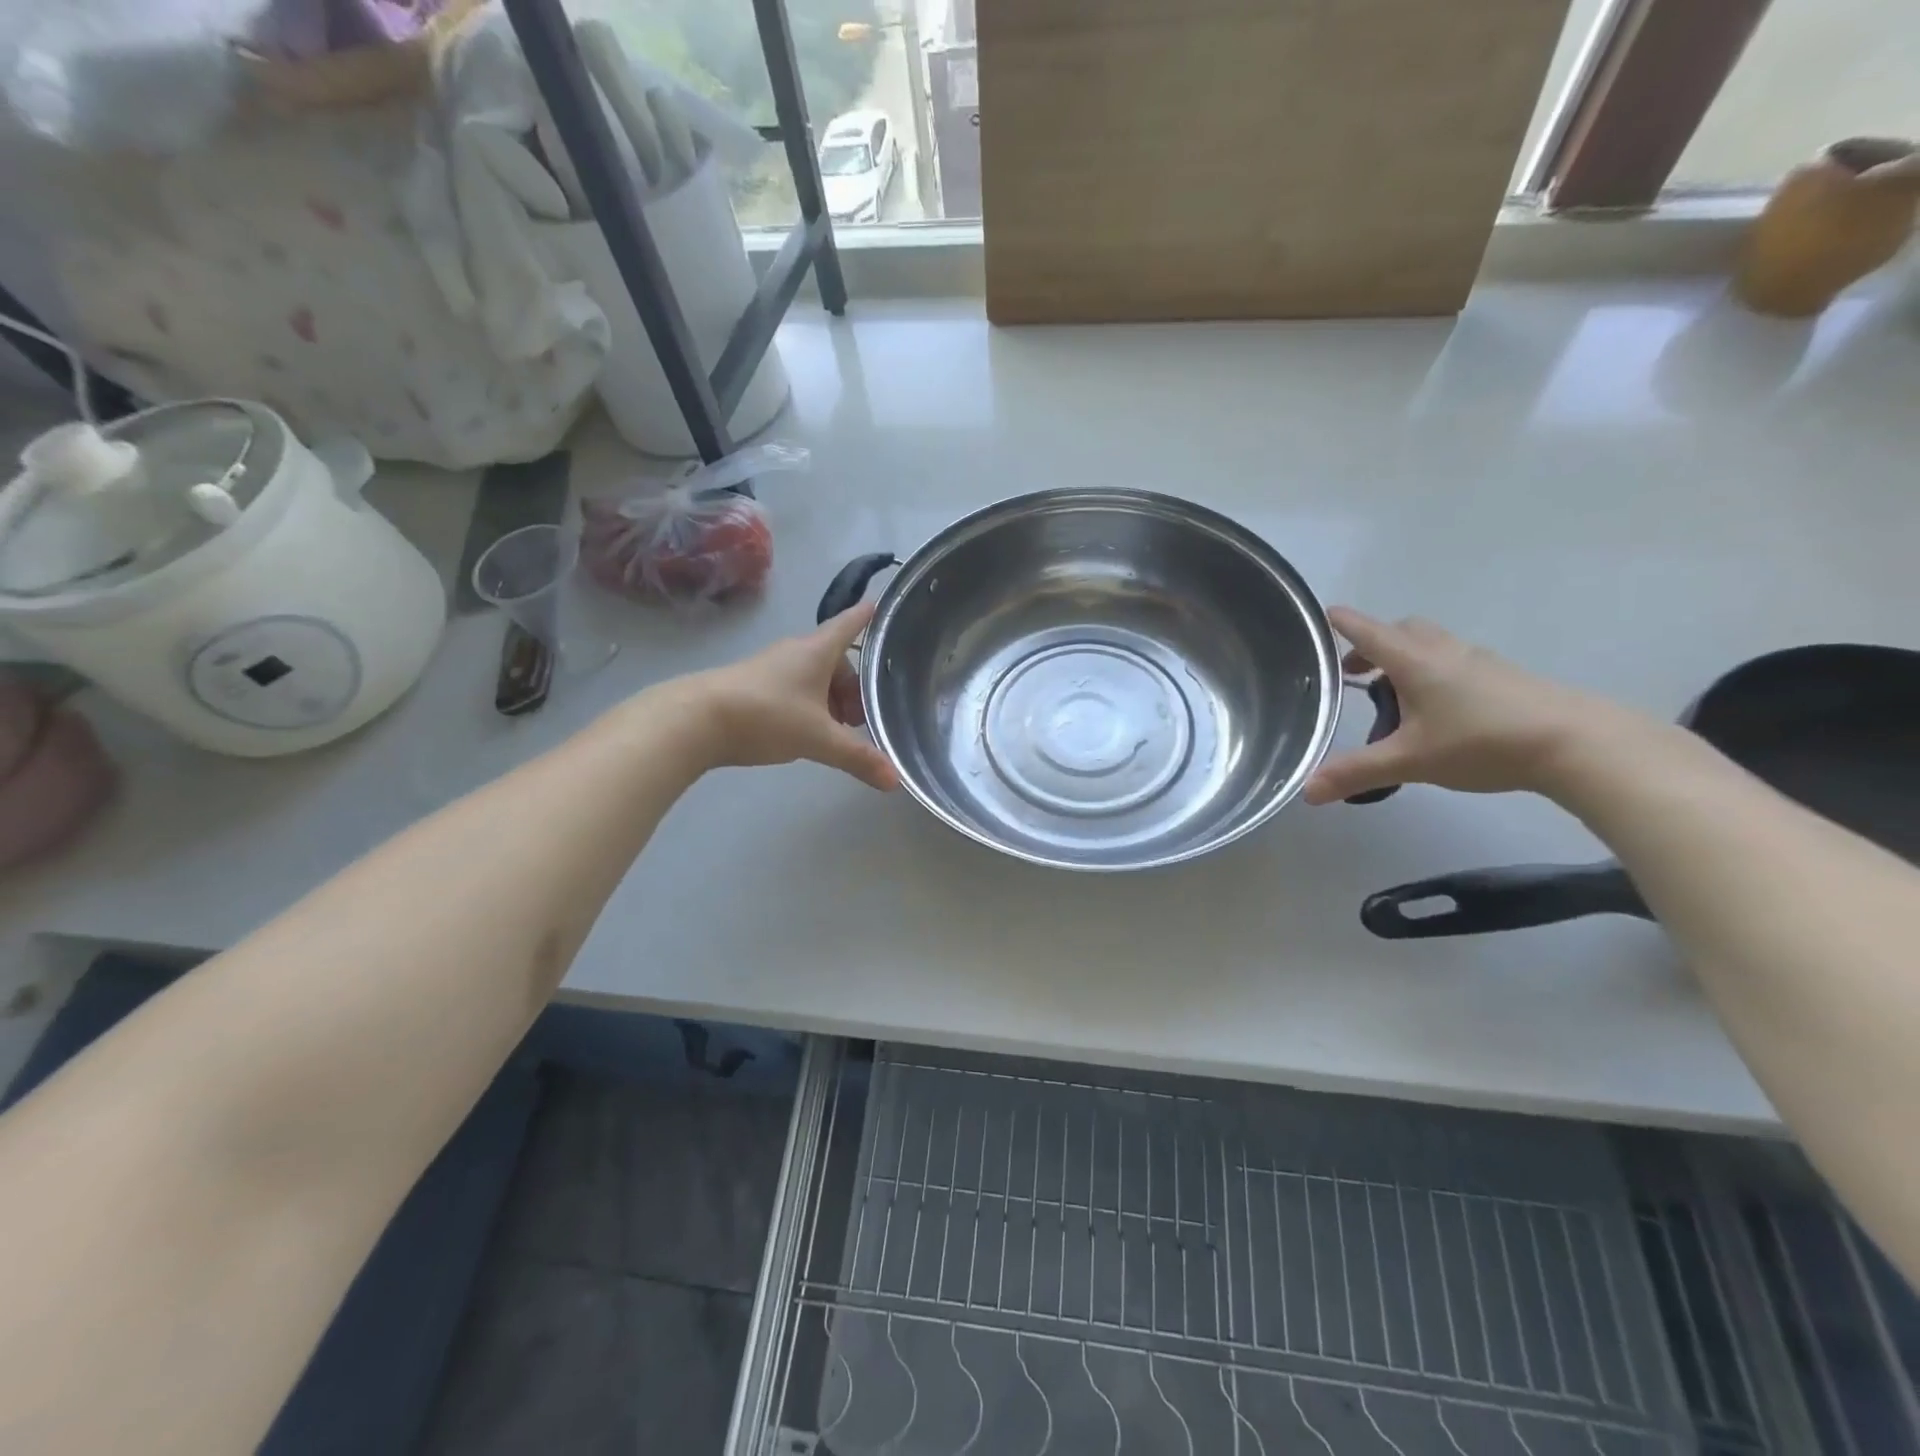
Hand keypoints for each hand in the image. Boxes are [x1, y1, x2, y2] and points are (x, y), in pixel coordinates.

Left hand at [689, 605, 897, 790]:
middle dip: (853, 686)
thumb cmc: (767, 715)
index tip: (880, 606)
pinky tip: (805, 732)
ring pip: (813, 677)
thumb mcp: (819, 739)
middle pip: (835, 660)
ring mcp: (771, 668)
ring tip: (836, 731)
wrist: (695, 720)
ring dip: (830, 699)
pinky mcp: (752, 686)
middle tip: (862, 718)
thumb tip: (895, 780)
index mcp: (817, 651)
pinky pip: (793, 689)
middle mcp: (795, 652)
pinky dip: (808, 705)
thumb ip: (858, 757)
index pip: (849, 624)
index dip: (866, 617)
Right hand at [1303, 608, 1613, 804]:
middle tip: (1355, 671)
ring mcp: (1481, 663)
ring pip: (1432, 646)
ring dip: (1406, 659)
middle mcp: (1446, 653)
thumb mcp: (1410, 761)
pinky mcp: (1507, 680)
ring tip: (1394, 697)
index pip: (1370, 632)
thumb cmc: (1482, 742)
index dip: (1346, 623)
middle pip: (1403, 631)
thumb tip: (1305, 791)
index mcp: (1416, 662)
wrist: (1578, 744)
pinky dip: (1434, 674)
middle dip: (1375, 644)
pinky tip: (1439, 711)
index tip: (1326, 614)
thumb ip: (1356, 772)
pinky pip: (1457, 664)